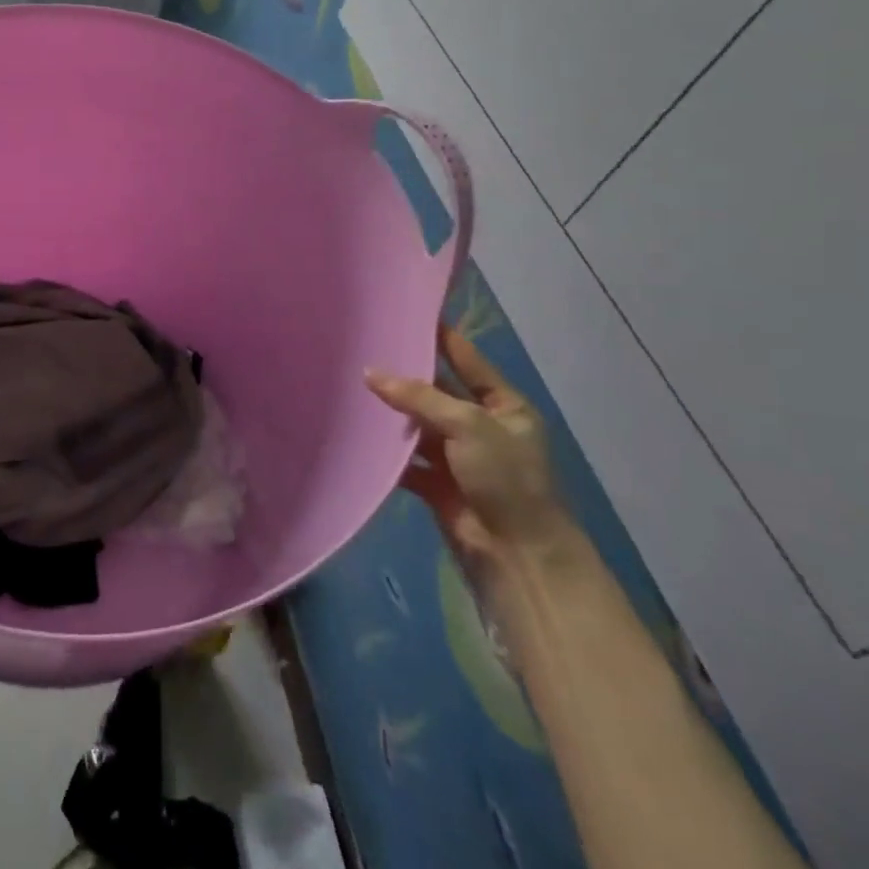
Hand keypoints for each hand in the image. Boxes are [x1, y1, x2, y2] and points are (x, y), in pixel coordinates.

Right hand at [366, 327, 572, 564]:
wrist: (518, 556)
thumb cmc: (506, 478)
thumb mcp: (468, 425)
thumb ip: (418, 397)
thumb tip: (370, 372)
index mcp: (504, 406)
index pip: (467, 360)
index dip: (440, 337)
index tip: (407, 313)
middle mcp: (481, 427)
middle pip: (437, 392)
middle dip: (405, 376)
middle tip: (363, 348)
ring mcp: (458, 456)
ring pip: (417, 425)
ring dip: (391, 414)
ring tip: (350, 385)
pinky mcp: (437, 484)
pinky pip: (405, 460)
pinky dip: (385, 452)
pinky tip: (357, 433)